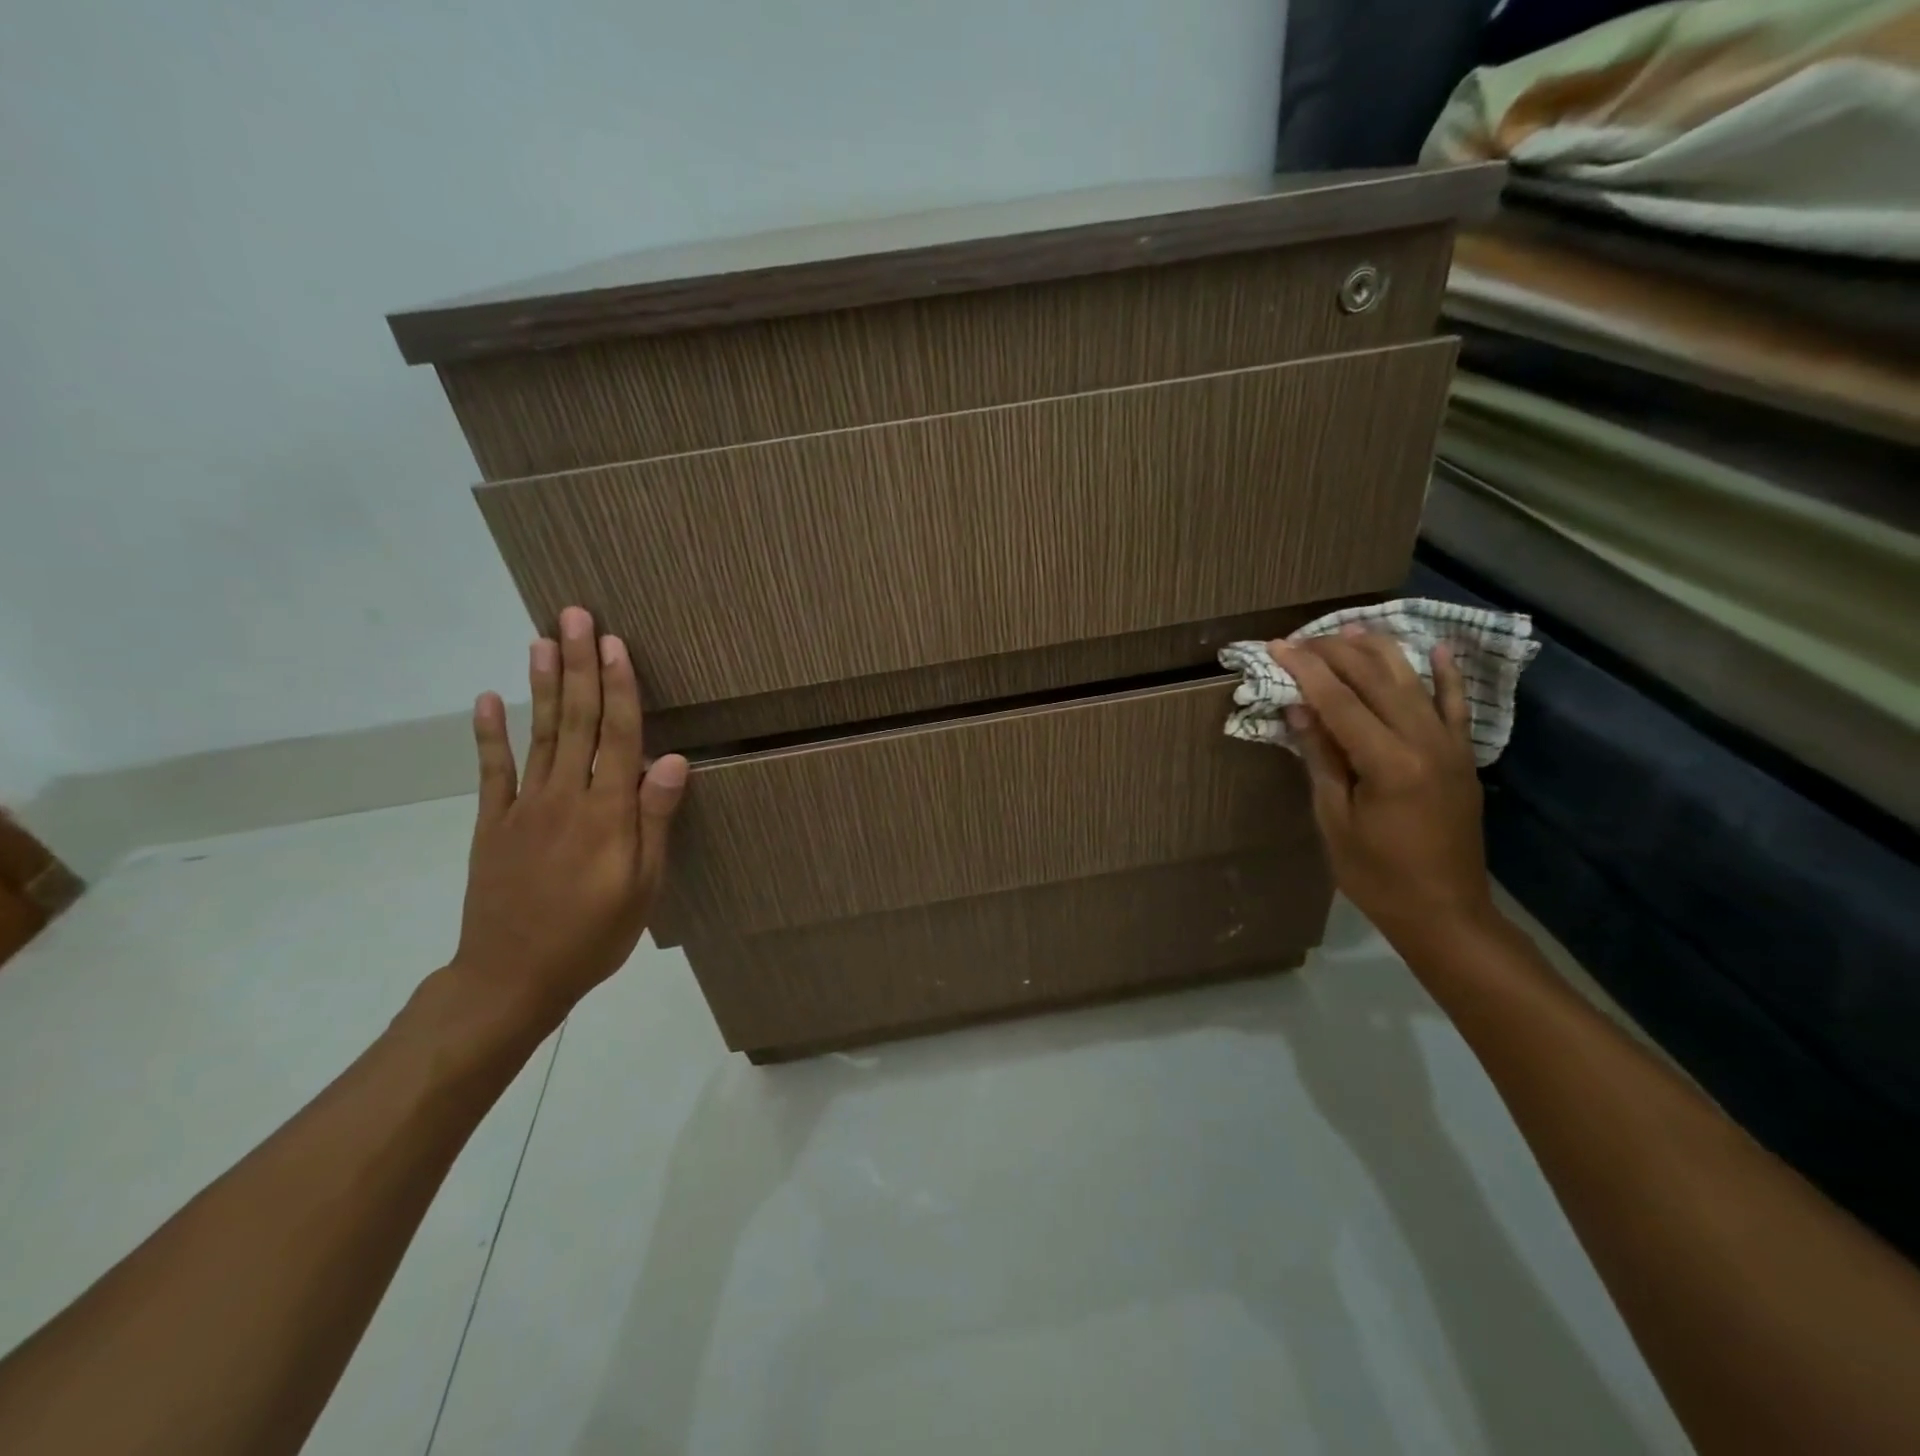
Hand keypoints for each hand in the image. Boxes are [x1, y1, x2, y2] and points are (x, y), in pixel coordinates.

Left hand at [449, 606, 687, 1024]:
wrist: (511, 978)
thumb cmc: (593, 934)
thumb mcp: (643, 885)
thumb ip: (654, 819)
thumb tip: (673, 758)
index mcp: (607, 812)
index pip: (618, 736)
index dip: (619, 687)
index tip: (614, 643)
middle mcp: (565, 796)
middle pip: (577, 721)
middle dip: (579, 666)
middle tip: (575, 616)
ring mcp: (524, 807)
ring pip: (539, 734)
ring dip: (543, 685)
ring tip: (542, 639)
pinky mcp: (493, 823)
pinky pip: (492, 771)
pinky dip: (490, 733)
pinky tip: (489, 698)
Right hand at [1268, 626, 1495, 951]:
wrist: (1445, 913)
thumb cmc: (1376, 874)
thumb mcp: (1334, 819)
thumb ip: (1321, 758)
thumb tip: (1300, 709)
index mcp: (1388, 762)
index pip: (1340, 700)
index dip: (1306, 669)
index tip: (1278, 645)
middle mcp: (1424, 742)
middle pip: (1376, 679)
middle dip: (1336, 653)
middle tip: (1301, 640)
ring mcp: (1450, 746)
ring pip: (1413, 681)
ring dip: (1379, 651)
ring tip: (1349, 627)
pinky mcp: (1462, 757)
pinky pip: (1455, 705)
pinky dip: (1445, 675)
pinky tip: (1436, 648)